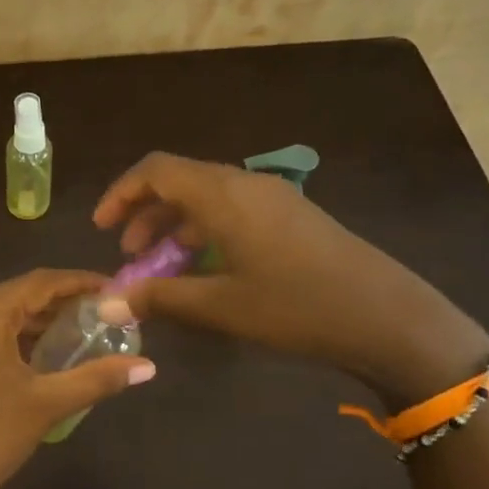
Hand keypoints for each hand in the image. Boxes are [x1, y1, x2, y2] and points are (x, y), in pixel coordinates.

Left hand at [0, 269, 155, 488]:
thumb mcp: (46, 404)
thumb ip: (98, 378)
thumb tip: (149, 367)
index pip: (41, 282)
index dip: (82, 283)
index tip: (117, 290)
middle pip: (20, 295)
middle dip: (63, 305)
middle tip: (107, 317)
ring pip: (1, 314)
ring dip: (39, 323)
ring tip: (85, 335)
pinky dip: (15, 338)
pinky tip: (45, 354)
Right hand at [92, 153, 488, 408]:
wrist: (387, 318)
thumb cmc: (297, 307)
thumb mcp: (221, 306)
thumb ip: (159, 297)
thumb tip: (105, 302)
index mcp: (224, 195)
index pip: (156, 170)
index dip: (121, 193)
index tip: (101, 228)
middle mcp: (246, 185)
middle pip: (180, 181)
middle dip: (145, 214)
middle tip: (129, 255)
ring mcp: (274, 199)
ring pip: (207, 197)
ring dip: (175, 225)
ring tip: (162, 266)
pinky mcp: (292, 217)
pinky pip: (233, 211)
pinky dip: (205, 231)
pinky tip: (206, 268)